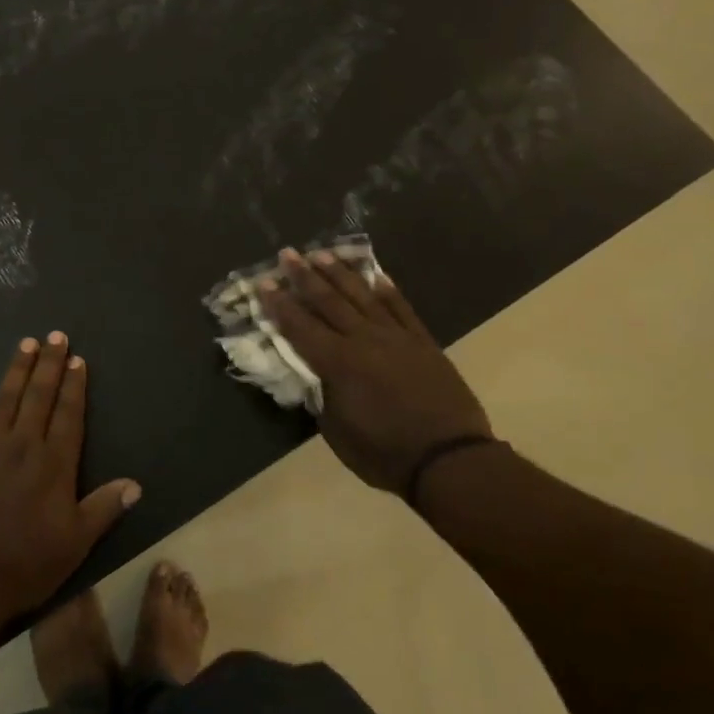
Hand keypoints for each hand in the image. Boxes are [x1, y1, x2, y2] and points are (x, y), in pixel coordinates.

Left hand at [0, 333, 141, 620]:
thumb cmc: (25, 564)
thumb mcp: (75, 543)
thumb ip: (104, 508)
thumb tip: (135, 484)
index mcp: (54, 463)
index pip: (68, 414)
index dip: (75, 386)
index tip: (77, 360)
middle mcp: (22, 445)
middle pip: (39, 395)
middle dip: (49, 364)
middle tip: (55, 335)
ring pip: (6, 398)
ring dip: (17, 369)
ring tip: (25, 343)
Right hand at [259, 248, 493, 500]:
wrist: (450, 460)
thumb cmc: (384, 453)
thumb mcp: (336, 431)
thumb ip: (321, 396)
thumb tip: (313, 377)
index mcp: (337, 363)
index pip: (300, 326)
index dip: (280, 304)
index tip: (264, 282)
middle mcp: (363, 340)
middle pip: (328, 302)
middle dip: (304, 276)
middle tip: (287, 254)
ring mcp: (396, 337)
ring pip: (362, 297)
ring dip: (340, 274)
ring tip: (322, 253)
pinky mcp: (423, 342)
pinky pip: (401, 308)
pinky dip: (388, 291)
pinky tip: (377, 275)